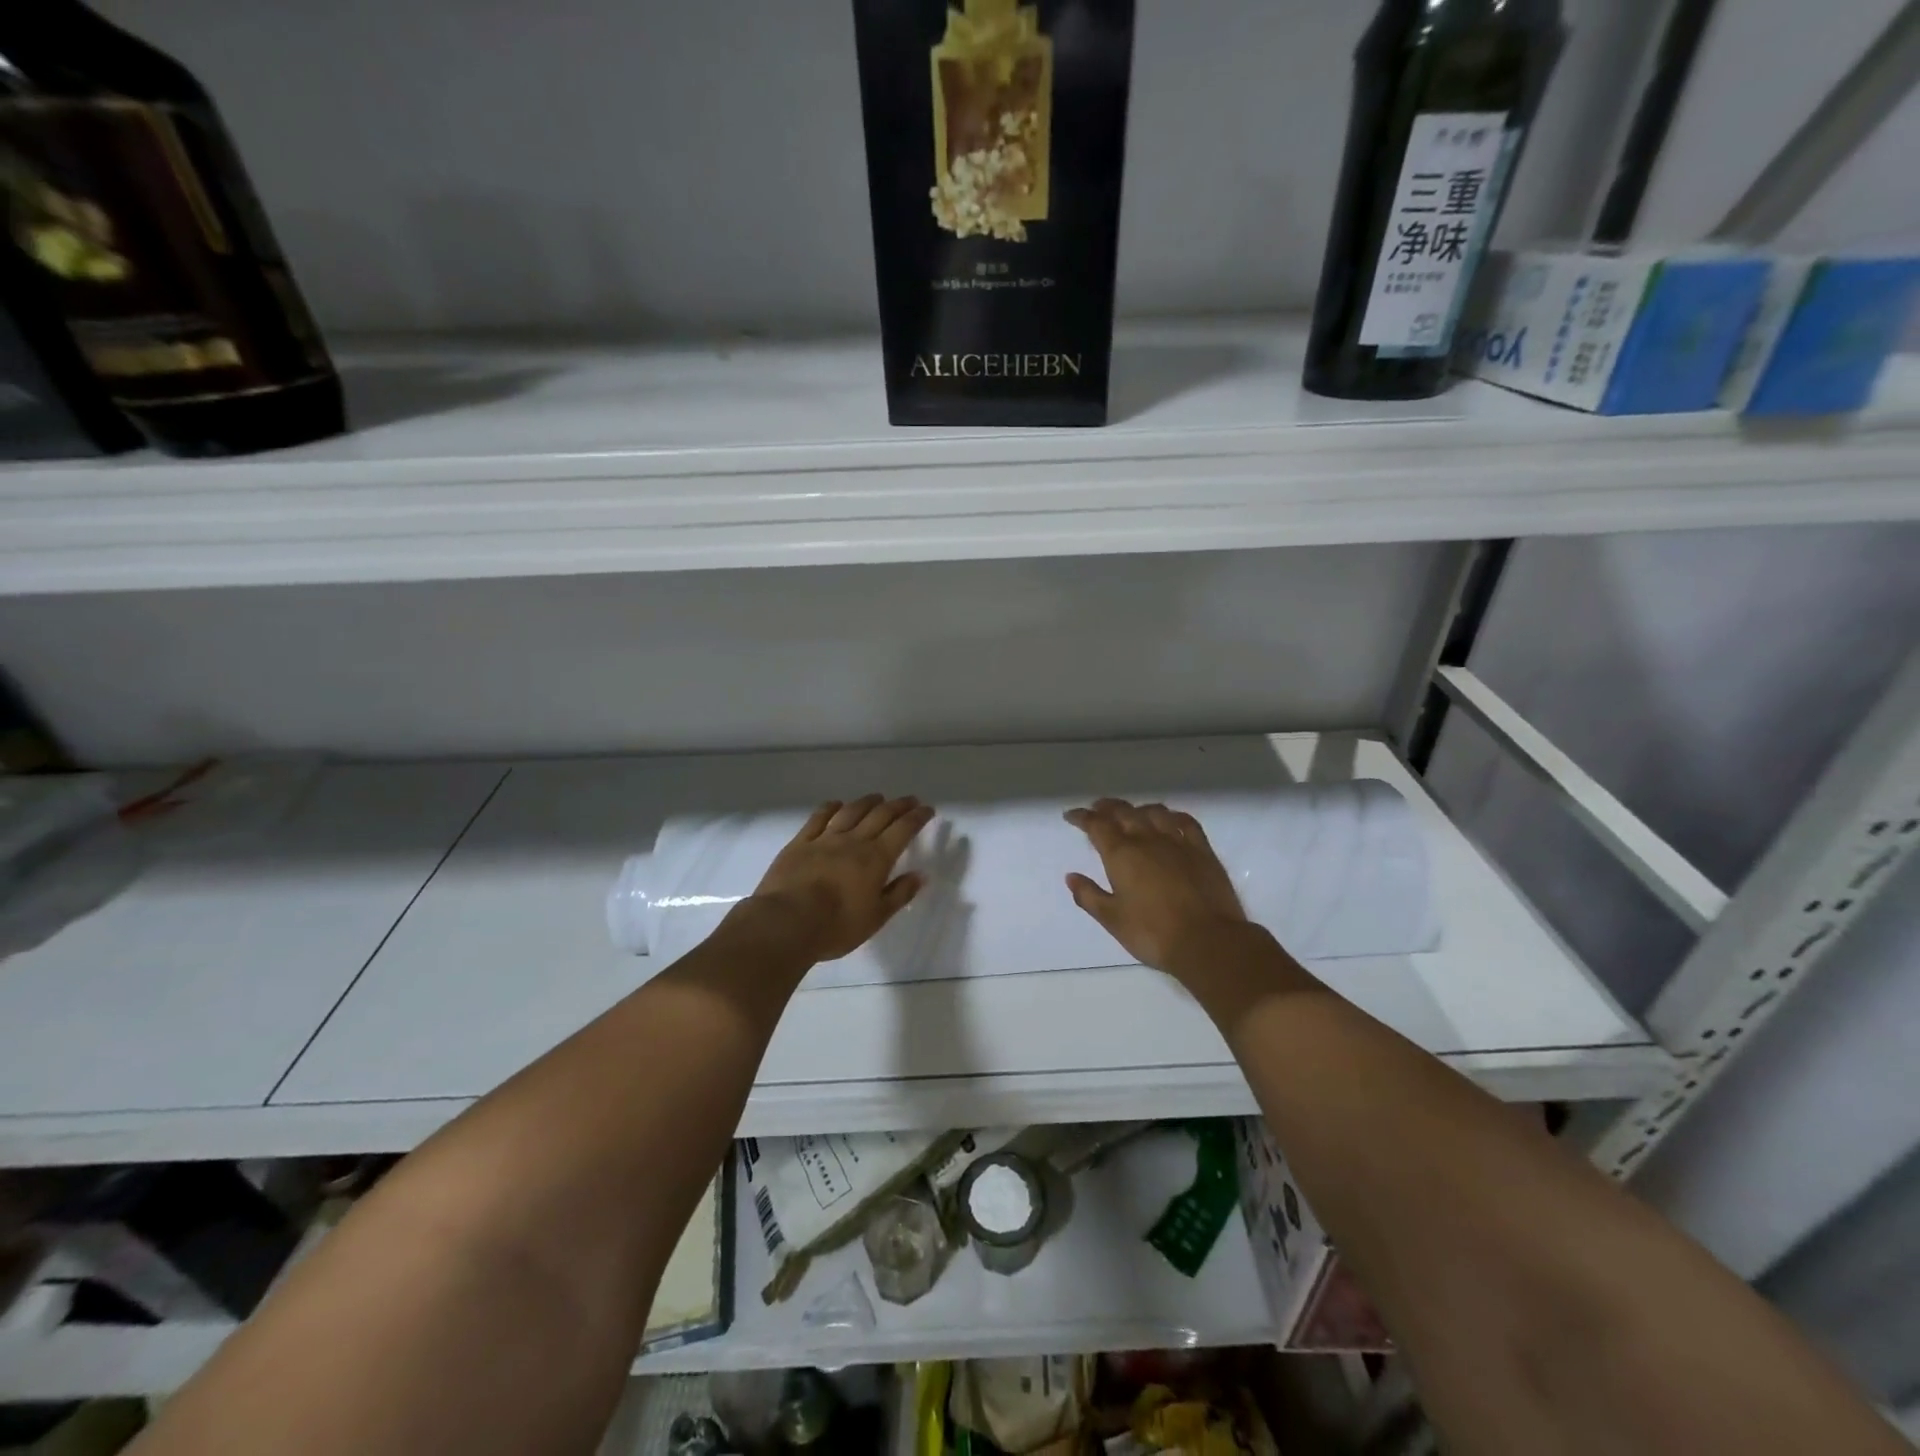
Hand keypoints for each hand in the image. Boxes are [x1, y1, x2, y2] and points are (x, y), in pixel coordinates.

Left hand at [742, 795, 934, 963]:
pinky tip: (837, 804)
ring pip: (851, 811)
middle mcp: (854, 841)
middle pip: (880, 815)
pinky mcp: (800, 843)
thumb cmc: (837, 926)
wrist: (786, 923)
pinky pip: (818, 818)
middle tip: (910, 800)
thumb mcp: (876, 917)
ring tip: (878, 798)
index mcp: (876, 858)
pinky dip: (831, 807)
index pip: (903, 830)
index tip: (927, 809)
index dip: (917, 817)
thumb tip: (919, 875)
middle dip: (898, 805)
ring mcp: (825, 839)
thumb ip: (899, 894)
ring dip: (867, 802)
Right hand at [1063, 798, 1250, 973]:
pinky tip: (1170, 819)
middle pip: (1124, 812)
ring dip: (1138, 809)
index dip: (1082, 817)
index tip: (1071, 815)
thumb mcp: (1112, 919)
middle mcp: (1147, 839)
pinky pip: (1186, 822)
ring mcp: (1177, 842)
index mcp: (1121, 854)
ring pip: (1154, 812)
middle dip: (1107, 807)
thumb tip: (1071, 877)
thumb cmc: (1153, 933)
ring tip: (1131, 813)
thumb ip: (1089, 895)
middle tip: (1097, 808)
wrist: (1207, 941)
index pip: (1097, 825)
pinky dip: (1173, 816)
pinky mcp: (1203, 850)